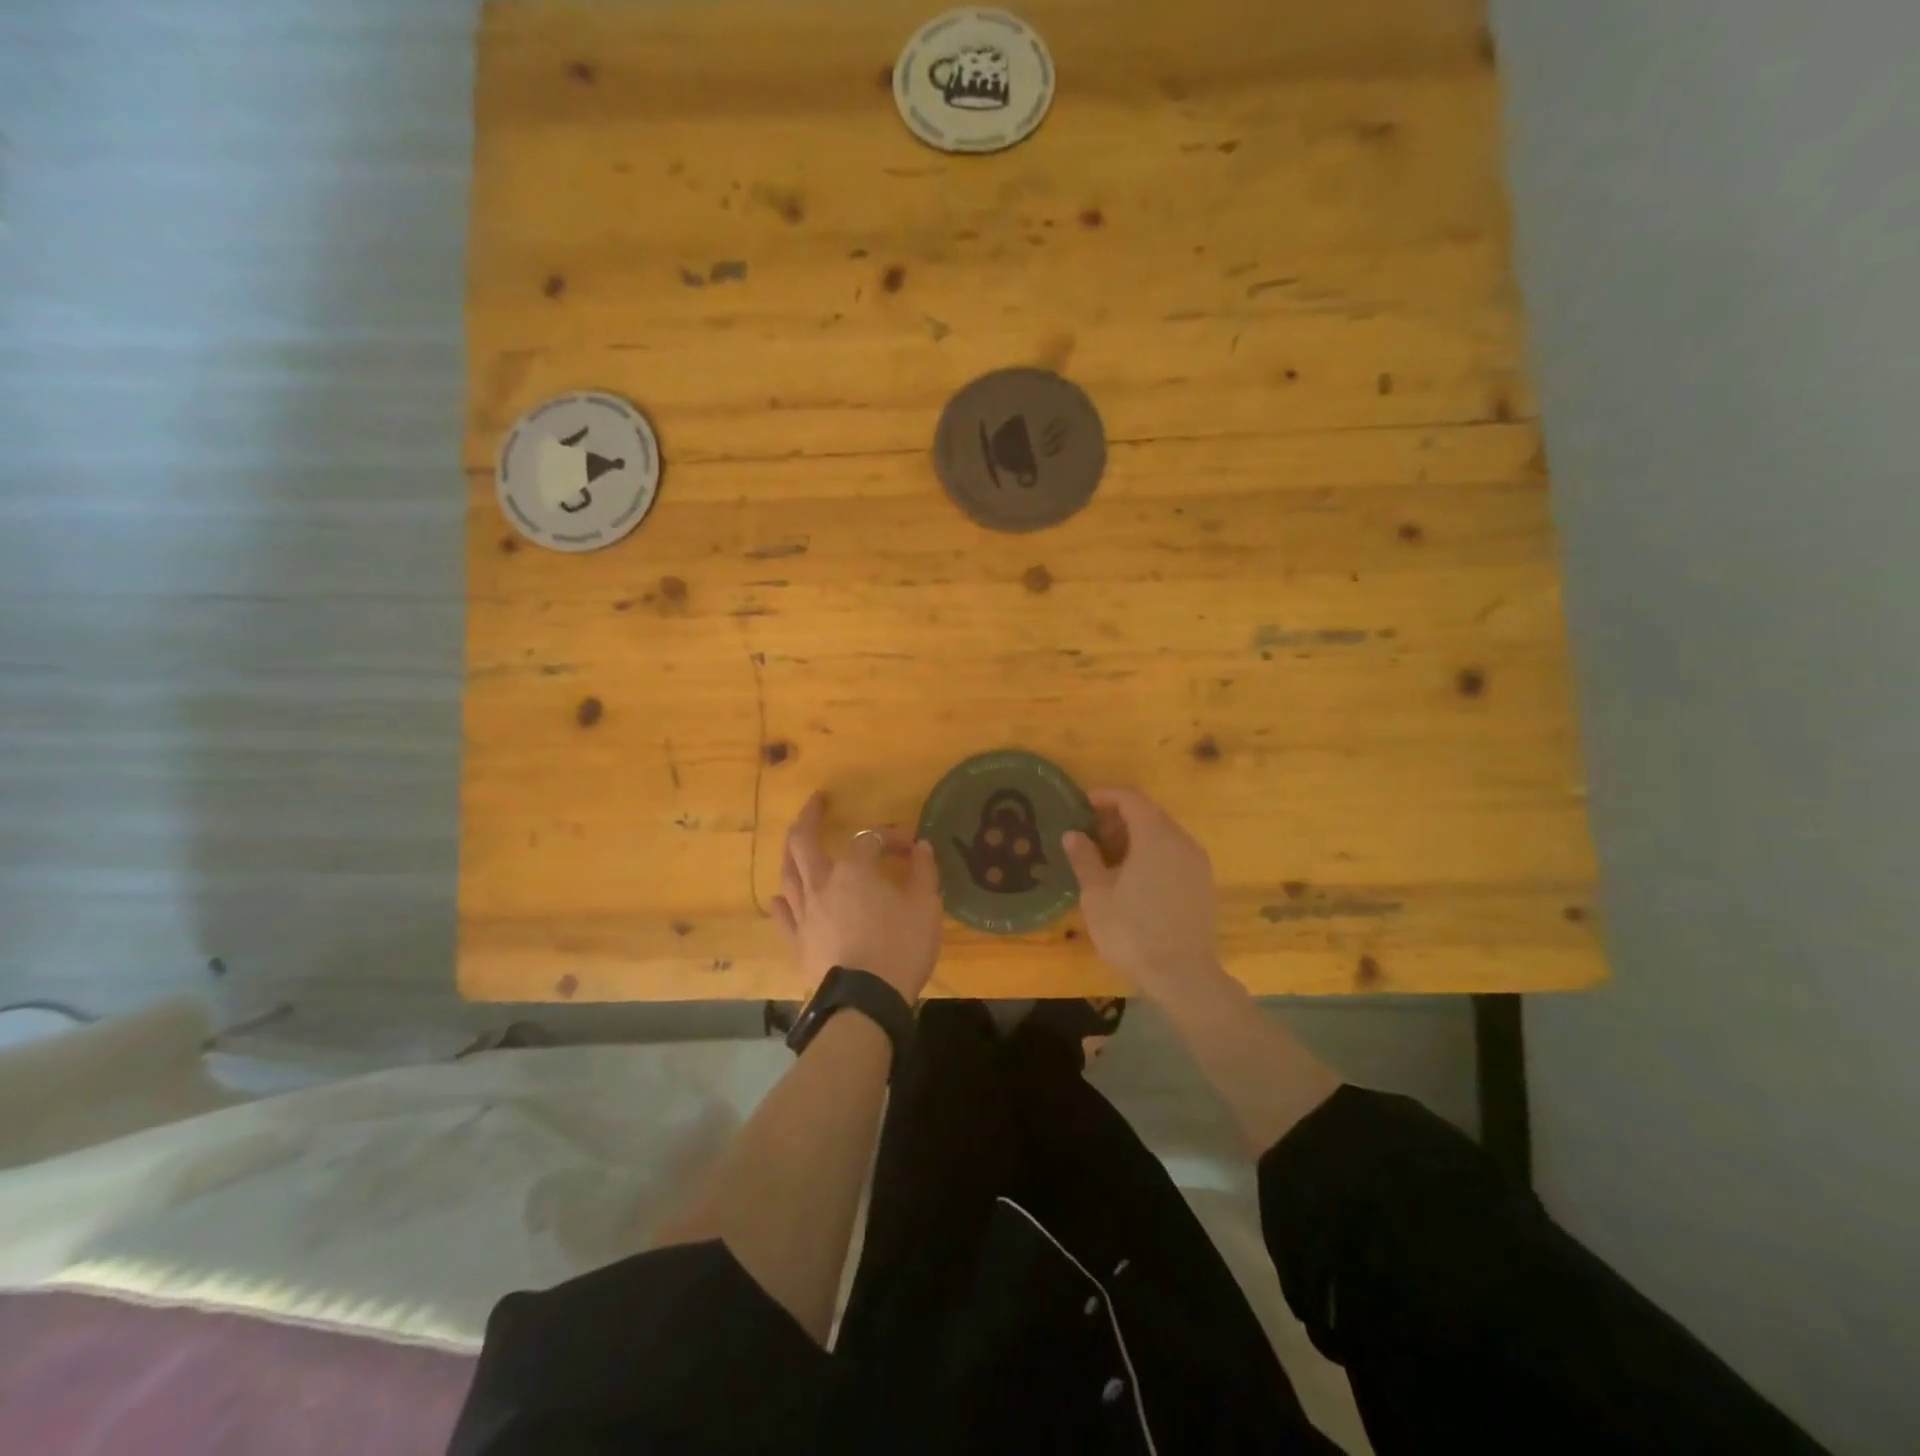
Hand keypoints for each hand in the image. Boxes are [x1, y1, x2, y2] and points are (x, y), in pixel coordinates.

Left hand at [772, 792, 943, 1001]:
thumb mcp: (926, 907)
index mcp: (853, 870)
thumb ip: (924, 872)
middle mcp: (821, 884)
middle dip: (810, 817)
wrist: (866, 1002)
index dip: (889, 837)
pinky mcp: (798, 942)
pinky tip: (782, 895)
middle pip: (803, 842)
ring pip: (788, 873)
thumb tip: (921, 847)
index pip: (869, 839)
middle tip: (817, 802)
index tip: (911, 848)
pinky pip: (784, 915)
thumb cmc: (900, 948)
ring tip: (796, 842)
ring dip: (791, 852)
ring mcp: (804, 914)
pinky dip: (784, 899)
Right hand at [1061, 787, 1226, 1002]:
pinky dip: (1152, 854)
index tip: (1083, 802)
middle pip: (1150, 814)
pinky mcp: (1203, 885)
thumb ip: (1085, 859)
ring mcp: (1197, 864)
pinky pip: (1174, 855)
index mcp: (1155, 836)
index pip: (1131, 799)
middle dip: (1119, 817)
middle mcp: (1182, 842)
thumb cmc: (1133, 931)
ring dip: (1136, 837)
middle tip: (1091, 832)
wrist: (1184, 976)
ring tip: (1108, 857)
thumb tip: (1073, 835)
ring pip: (1163, 835)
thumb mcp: (1097, 895)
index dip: (1106, 795)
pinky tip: (1133, 877)